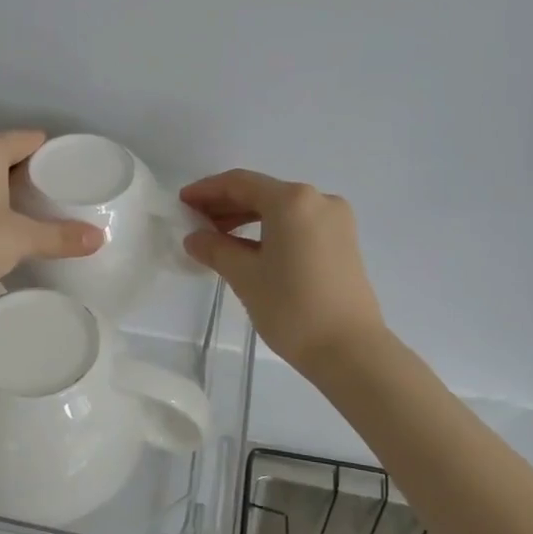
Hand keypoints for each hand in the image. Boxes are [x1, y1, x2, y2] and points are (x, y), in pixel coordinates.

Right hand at [178, 169, 385, 371]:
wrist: (350, 350)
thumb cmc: (292, 308)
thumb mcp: (245, 276)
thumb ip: (215, 249)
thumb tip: (195, 238)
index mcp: (292, 200)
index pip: (240, 183)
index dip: (207, 190)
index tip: (182, 202)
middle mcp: (318, 199)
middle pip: (262, 192)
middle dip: (226, 204)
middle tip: (195, 221)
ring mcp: (335, 220)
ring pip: (281, 209)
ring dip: (247, 218)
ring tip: (217, 237)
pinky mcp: (343, 241)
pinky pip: (298, 223)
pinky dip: (270, 229)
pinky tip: (248, 247)